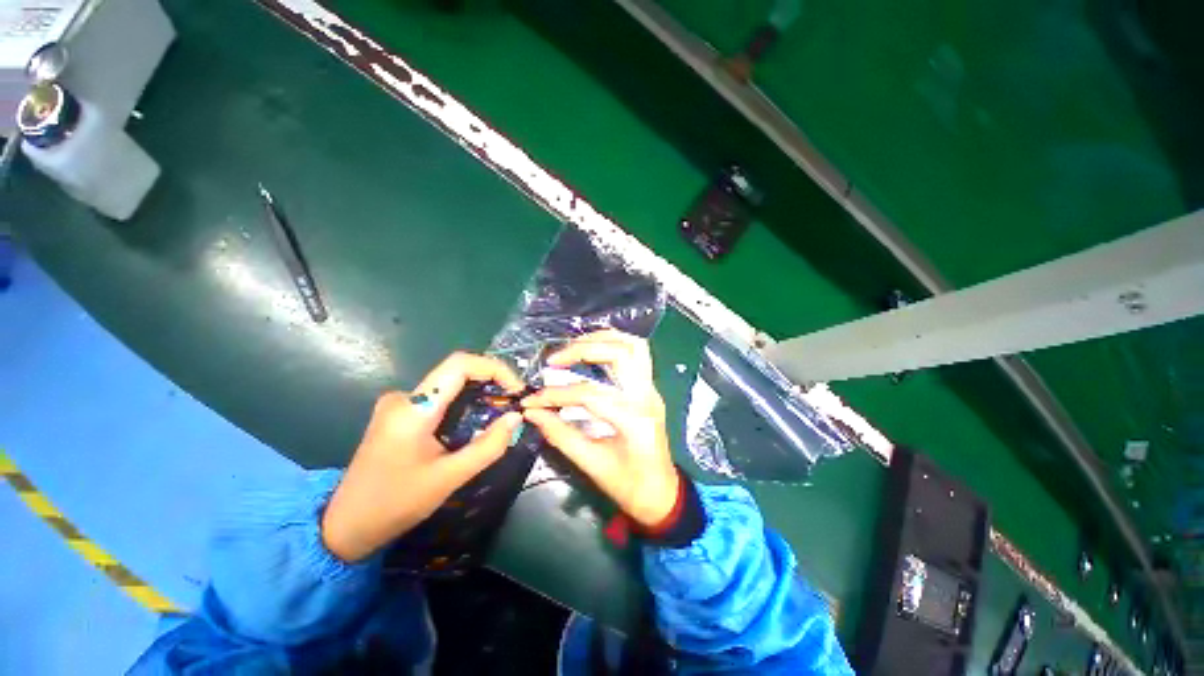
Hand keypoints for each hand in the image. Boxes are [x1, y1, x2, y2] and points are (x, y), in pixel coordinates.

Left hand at [322, 352, 525, 562]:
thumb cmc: (395, 504)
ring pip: (449, 384)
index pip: (460, 364)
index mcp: (414, 409)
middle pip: (456, 371)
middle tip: (513, 403)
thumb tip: (516, 417)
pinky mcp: (397, 414)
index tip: (516, 389)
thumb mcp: (449, 478)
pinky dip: (462, 403)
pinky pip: (438, 396)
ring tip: (498, 414)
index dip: (494, 368)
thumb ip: (488, 446)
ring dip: (478, 393)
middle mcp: (403, 397)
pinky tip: (472, 423)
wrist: (344, 526)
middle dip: (491, 381)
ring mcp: (397, 404)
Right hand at [521, 330, 679, 527]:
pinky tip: (592, 351)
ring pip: (633, 346)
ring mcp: (652, 389)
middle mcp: (647, 396)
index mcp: (634, 420)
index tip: (531, 401)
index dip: (555, 395)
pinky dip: (613, 344)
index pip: (589, 395)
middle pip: (620, 353)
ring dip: (602, 339)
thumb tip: (532, 412)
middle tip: (554, 360)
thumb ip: (560, 434)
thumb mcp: (592, 464)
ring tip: (573, 348)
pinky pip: (636, 353)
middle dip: (583, 349)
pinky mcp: (650, 388)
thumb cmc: (629, 486)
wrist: (662, 493)